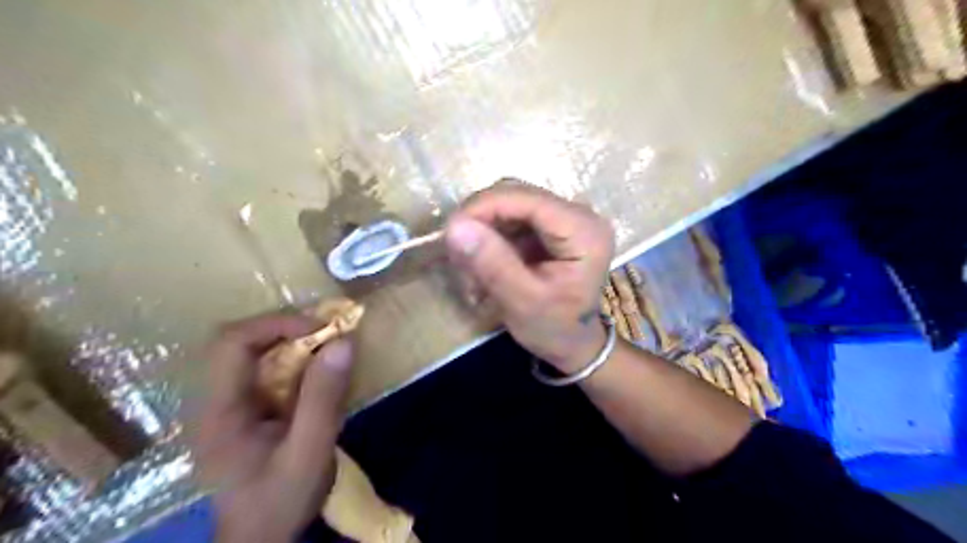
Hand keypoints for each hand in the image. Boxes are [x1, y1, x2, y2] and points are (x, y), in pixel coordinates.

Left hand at [193, 314, 353, 542]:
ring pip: (256, 353)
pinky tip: (319, 372)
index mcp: (220, 411)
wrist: (261, 539)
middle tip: (329, 334)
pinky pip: (268, 370)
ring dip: (295, 343)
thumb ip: (323, 399)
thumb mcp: (309, 453)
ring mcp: (228, 405)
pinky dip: (297, 361)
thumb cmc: (280, 501)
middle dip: (288, 329)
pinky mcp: (245, 411)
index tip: (321, 329)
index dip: (276, 324)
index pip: (232, 343)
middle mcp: (216, 401)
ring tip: (329, 348)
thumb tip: (343, 343)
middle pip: (242, 342)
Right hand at [444, 182, 610, 373]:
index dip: (484, 206)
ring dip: (483, 229)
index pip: (527, 199)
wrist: (573, 343)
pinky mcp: (552, 225)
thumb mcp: (522, 303)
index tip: (451, 231)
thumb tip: (455, 226)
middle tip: (457, 253)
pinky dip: (491, 235)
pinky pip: (512, 217)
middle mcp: (579, 214)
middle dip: (481, 219)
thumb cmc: (554, 328)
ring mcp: (565, 217)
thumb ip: (492, 264)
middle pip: (517, 195)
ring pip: (510, 204)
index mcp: (584, 231)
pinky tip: (483, 261)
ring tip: (469, 264)